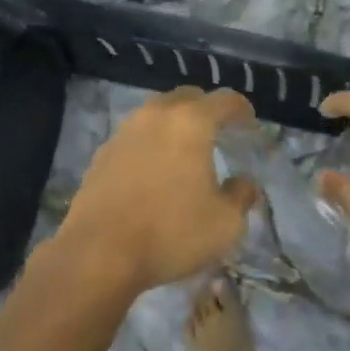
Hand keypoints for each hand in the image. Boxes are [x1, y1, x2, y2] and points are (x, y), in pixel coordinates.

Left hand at [53, 87, 260, 295]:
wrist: (99, 252)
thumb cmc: (171, 232)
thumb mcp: (224, 223)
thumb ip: (241, 196)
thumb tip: (244, 182)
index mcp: (191, 122)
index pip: (224, 100)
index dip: (242, 109)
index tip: (250, 122)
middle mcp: (156, 115)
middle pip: (187, 97)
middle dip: (206, 109)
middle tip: (219, 131)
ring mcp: (125, 131)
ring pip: (157, 113)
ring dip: (175, 123)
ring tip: (185, 149)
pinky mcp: (103, 152)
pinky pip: (136, 135)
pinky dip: (151, 142)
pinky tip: (155, 168)